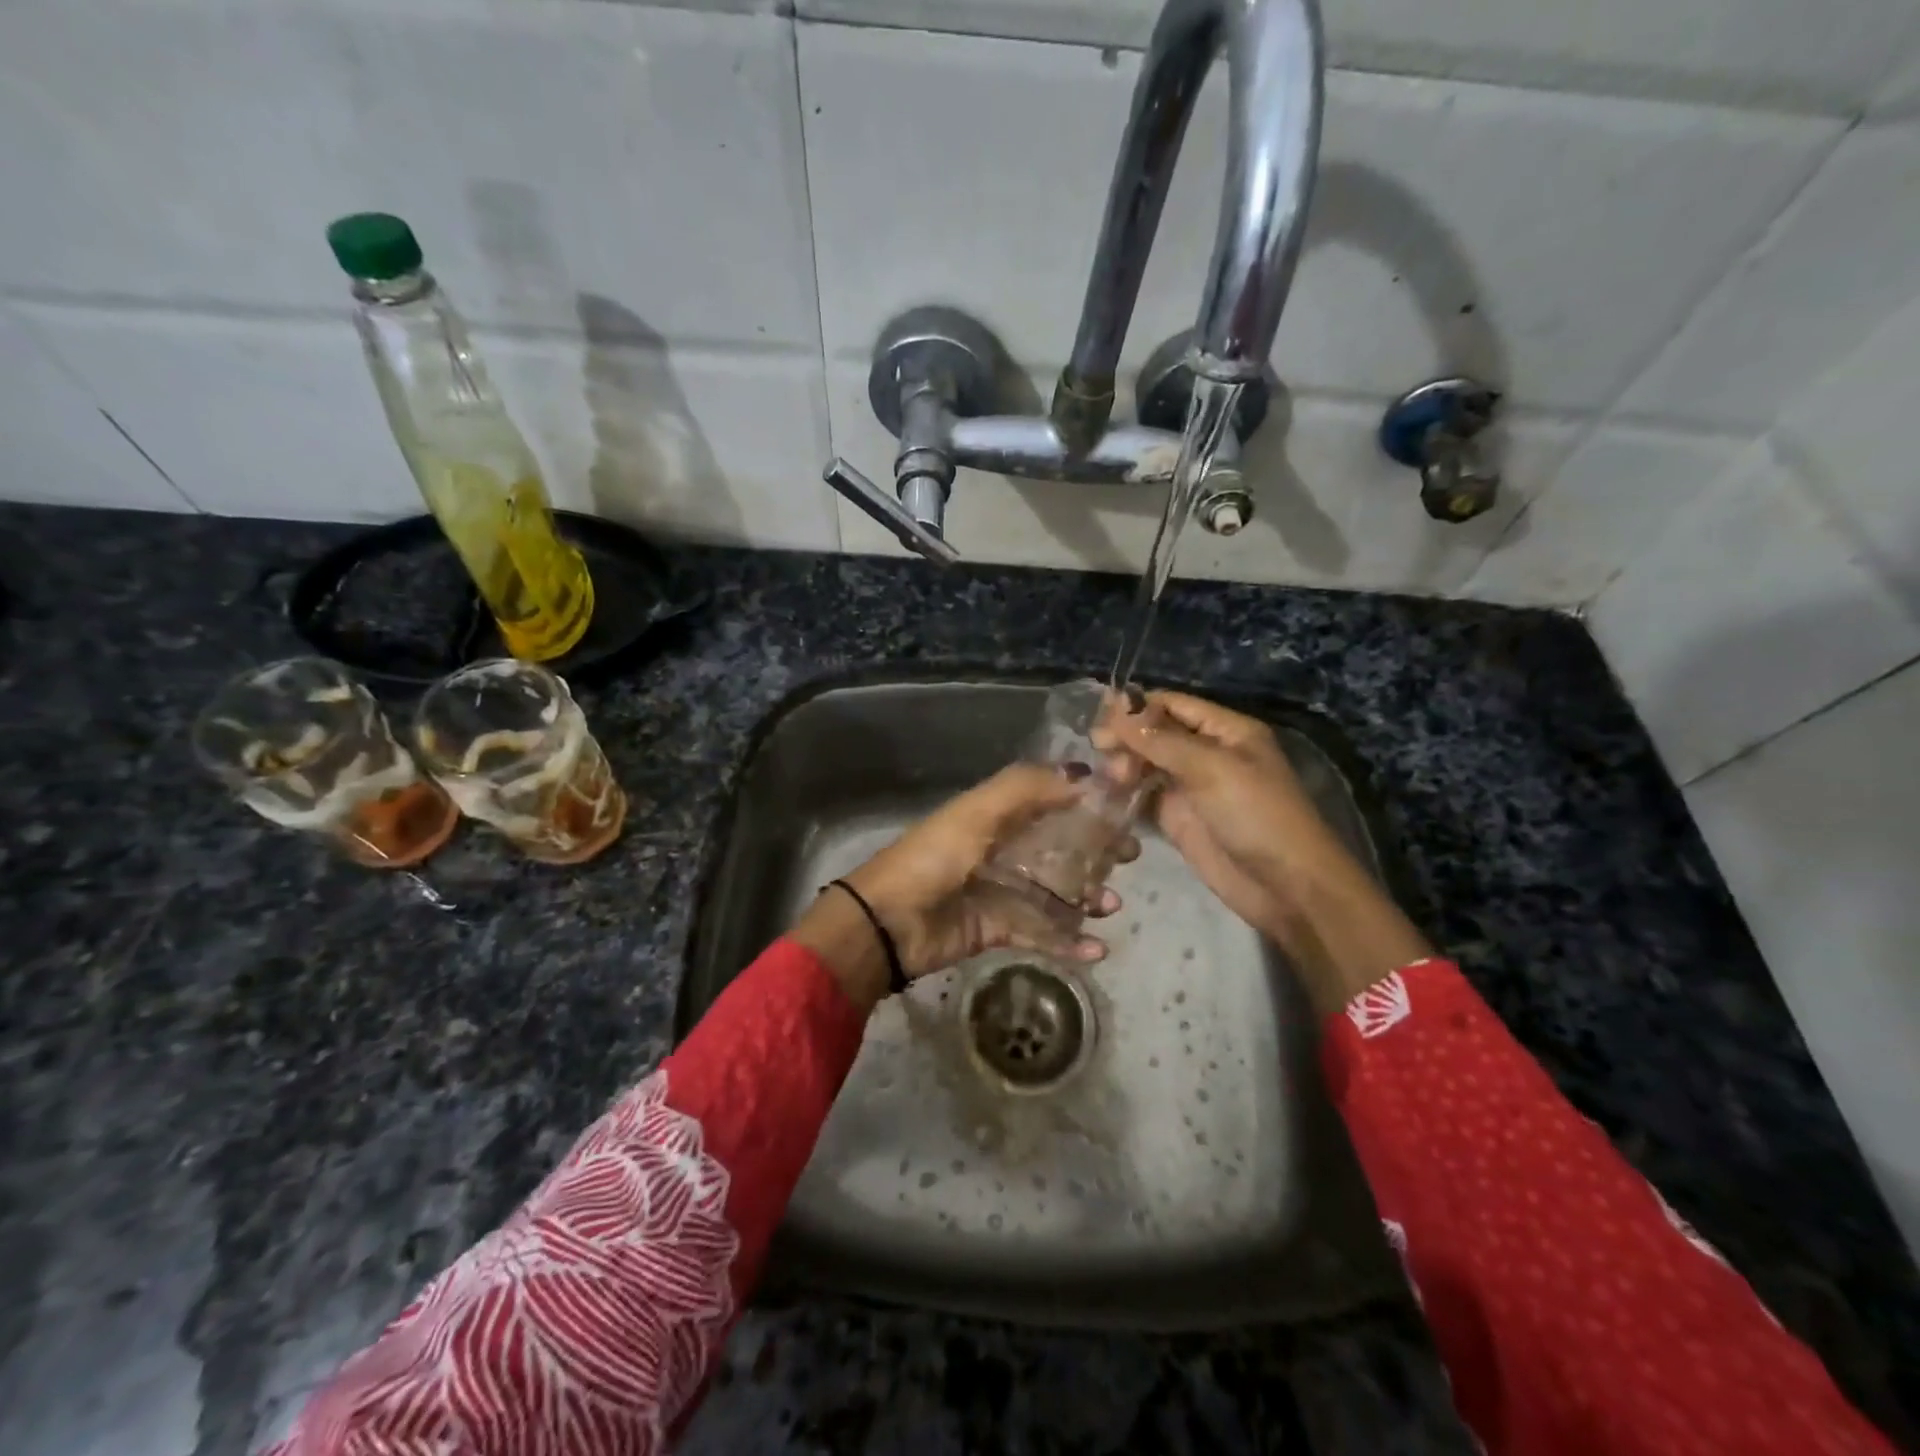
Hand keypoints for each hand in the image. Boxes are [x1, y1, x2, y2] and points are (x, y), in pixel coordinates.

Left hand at [791, 763, 1131, 1012]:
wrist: (889, 922)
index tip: (1125, 808)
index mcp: (996, 814)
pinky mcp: (999, 928)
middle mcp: (1003, 848)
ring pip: (1057, 891)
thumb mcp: (978, 811)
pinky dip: (1070, 942)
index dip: (1087, 802)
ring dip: (1088, 898)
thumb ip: (1028, 788)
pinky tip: (1097, 951)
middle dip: (1097, 851)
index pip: (1051, 800)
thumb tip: (1085, 776)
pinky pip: (1042, 933)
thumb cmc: (935, 857)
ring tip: (1111, 906)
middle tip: (1129, 858)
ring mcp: (1002, 890)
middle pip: (1060, 846)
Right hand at [1095, 691, 1429, 1015]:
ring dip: (1123, 764)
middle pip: (1155, 733)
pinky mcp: (1177, 818)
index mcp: (1225, 730)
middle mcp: (1206, 752)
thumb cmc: (1257, 816)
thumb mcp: (1212, 769)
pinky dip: (1124, 792)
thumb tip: (1116, 710)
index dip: (1136, 707)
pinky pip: (1144, 796)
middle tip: (1098, 748)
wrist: (1285, 887)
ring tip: (1109, 778)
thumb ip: (1161, 740)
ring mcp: (1190, 786)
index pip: (1172, 704)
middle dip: (1127, 737)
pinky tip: (1104, 793)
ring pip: (1145, 763)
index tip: (1101, 718)